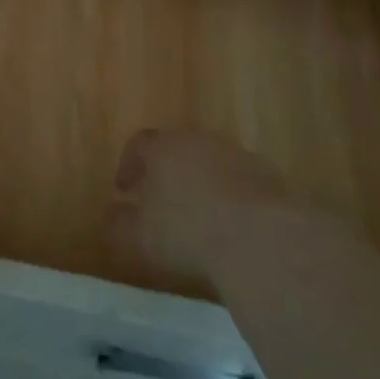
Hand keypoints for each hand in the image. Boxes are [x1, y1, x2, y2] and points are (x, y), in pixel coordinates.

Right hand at [110, 129, 316, 285]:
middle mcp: (199, 140)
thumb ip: (121, 223)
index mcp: (164, 147)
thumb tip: (111, 214)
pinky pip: (240, 181)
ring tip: (199, 214)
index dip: (129, 165)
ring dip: (201, 182)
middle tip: (160, 198)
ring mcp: (236, 154)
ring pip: (211, 162)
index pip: (139, 144)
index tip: (124, 189)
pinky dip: (232, 196)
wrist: (260, 238)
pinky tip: (233, 225)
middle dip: (166, 171)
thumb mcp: (142, 235)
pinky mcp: (268, 175)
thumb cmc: (188, 231)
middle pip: (177, 148)